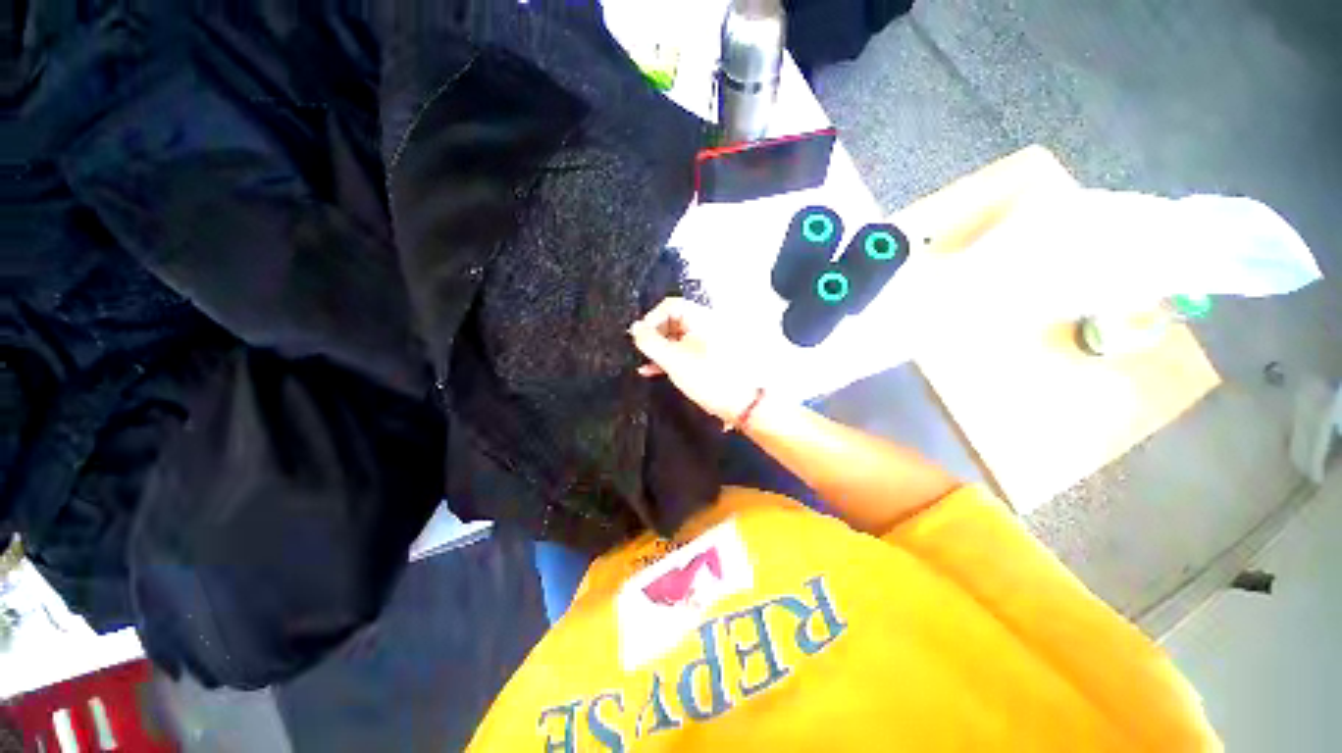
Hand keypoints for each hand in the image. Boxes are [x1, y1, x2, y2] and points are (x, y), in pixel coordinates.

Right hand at [628, 298, 762, 426]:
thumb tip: (635, 329)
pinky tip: (656, 371)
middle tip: (643, 351)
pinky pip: (686, 350)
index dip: (651, 319)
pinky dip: (671, 358)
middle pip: (673, 320)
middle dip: (655, 335)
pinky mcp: (710, 358)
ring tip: (646, 364)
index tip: (640, 337)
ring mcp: (709, 342)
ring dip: (661, 349)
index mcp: (701, 319)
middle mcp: (706, 326)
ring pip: (678, 338)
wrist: (744, 404)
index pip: (670, 305)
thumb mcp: (674, 361)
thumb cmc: (710, 379)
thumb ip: (651, 343)